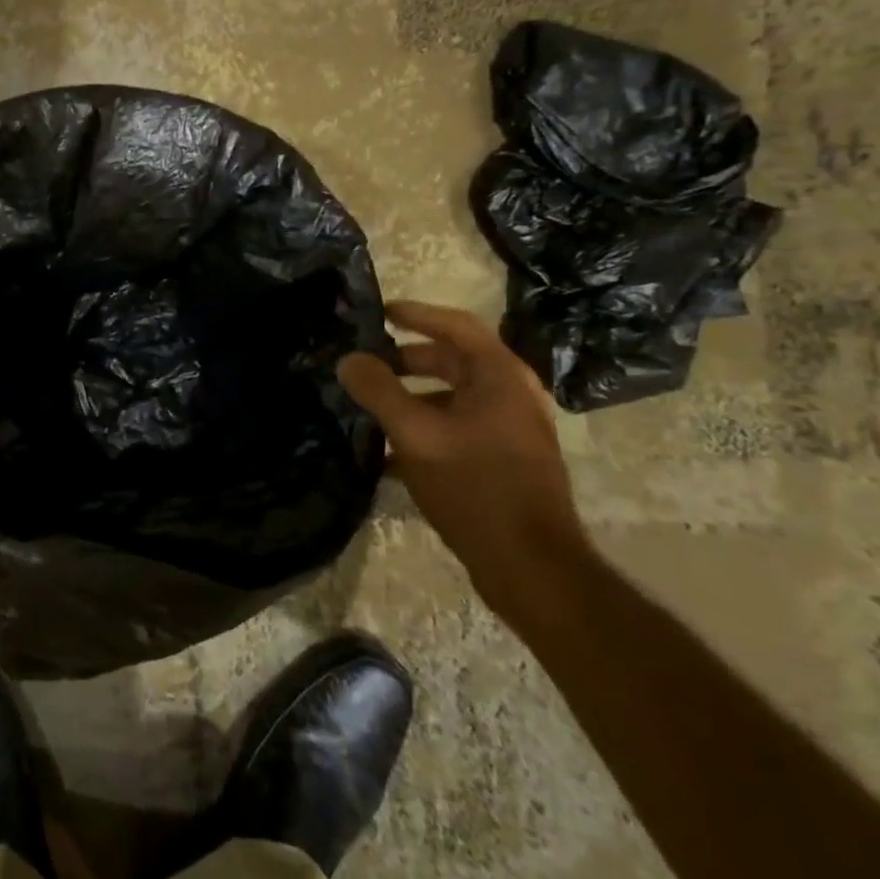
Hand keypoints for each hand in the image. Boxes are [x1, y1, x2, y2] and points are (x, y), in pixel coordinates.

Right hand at [338, 300, 587, 626]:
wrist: (530, 567)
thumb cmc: (476, 487)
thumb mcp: (416, 434)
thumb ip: (379, 391)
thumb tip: (349, 359)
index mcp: (500, 378)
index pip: (457, 326)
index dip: (417, 313)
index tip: (379, 311)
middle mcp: (511, 397)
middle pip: (453, 362)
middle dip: (406, 359)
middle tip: (366, 363)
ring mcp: (509, 432)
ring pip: (451, 399)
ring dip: (410, 399)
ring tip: (369, 410)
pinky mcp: (502, 462)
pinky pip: (455, 430)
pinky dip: (422, 430)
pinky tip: (387, 456)